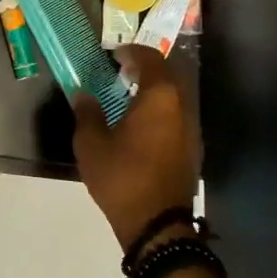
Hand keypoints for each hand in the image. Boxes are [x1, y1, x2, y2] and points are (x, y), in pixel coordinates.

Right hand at [72, 44, 199, 252]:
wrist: (158, 226)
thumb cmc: (122, 177)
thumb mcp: (91, 144)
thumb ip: (87, 114)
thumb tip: (84, 95)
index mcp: (159, 97)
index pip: (150, 58)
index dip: (131, 51)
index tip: (113, 54)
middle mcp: (182, 106)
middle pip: (167, 75)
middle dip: (145, 69)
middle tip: (120, 71)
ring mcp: (191, 129)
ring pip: (174, 97)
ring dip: (153, 91)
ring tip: (127, 97)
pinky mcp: (192, 150)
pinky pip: (176, 117)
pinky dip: (159, 111)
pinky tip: (140, 125)